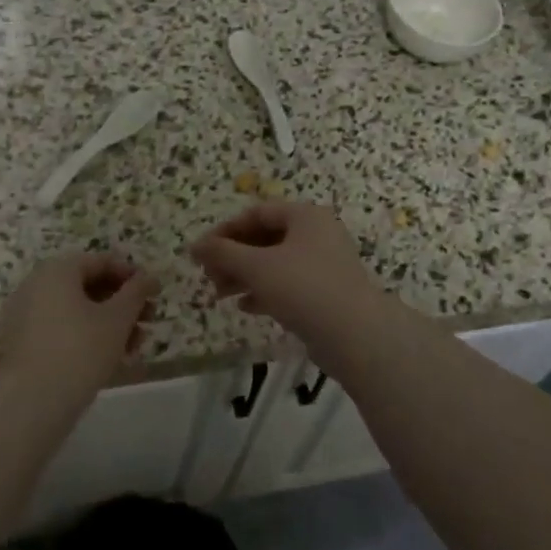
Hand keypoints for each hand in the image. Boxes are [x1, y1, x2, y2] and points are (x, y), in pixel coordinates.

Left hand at [0, 253, 154, 399]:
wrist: (28, 405)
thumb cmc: (79, 351)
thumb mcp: (118, 319)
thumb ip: (137, 293)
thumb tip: (150, 277)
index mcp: (57, 270)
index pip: (102, 262)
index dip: (132, 276)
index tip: (154, 295)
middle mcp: (36, 285)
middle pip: (88, 286)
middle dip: (122, 304)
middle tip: (148, 323)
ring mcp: (24, 316)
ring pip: (76, 311)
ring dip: (109, 324)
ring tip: (134, 348)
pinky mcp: (21, 345)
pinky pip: (60, 330)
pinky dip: (86, 338)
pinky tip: (109, 361)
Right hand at [190, 202, 387, 349]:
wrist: (356, 336)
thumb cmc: (304, 288)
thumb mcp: (257, 267)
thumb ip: (223, 253)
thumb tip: (195, 245)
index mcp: (305, 216)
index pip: (256, 213)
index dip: (225, 231)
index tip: (201, 252)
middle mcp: (317, 234)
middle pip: (265, 238)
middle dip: (233, 257)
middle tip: (208, 276)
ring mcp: (324, 264)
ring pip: (275, 263)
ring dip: (244, 275)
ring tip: (219, 294)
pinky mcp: (326, 293)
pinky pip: (288, 284)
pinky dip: (264, 291)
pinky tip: (244, 306)